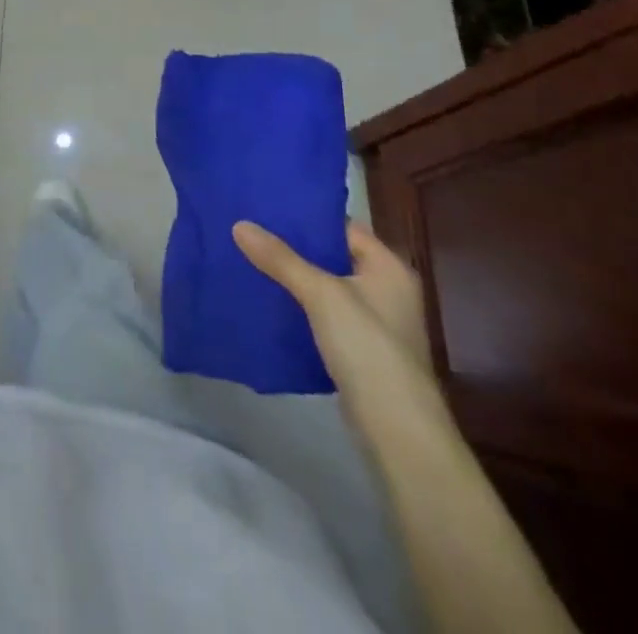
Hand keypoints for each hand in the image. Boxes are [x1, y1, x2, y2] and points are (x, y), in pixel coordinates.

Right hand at [233, 219, 446, 438]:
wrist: (397, 431)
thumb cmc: (368, 348)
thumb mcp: (321, 295)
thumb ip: (281, 259)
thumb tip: (240, 224)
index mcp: (389, 267)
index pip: (343, 226)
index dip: (306, 216)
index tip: (266, 206)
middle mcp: (387, 290)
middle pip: (332, 256)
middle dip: (294, 247)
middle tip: (251, 230)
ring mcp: (375, 323)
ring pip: (326, 287)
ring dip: (294, 277)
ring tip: (251, 258)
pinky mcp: (361, 351)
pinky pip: (324, 315)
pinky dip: (300, 306)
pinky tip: (268, 300)